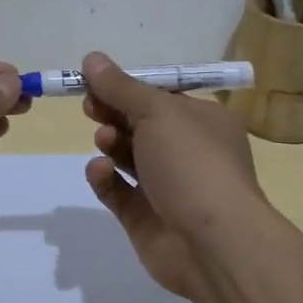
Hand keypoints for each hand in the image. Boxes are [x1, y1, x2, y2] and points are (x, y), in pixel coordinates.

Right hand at [80, 51, 266, 302]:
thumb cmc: (192, 163)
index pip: (160, 97)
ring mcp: (167, 187)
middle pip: (141, 124)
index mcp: (203, 121)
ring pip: (128, 157)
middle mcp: (188, 152)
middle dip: (113, 113)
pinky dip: (105, 178)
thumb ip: (120, 87)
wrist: (213, 244)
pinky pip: (118, 191)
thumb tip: (92, 58)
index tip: (94, 82)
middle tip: (90, 108)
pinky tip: (100, 170)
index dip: (127, 87)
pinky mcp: (145, 218)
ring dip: (111, 143)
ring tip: (104, 140)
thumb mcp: (157, 112)